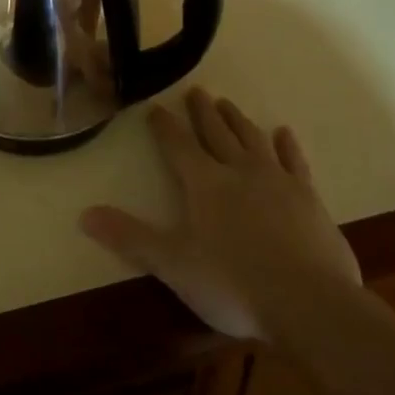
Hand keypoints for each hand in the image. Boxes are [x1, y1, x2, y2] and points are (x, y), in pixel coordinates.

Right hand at [81, 88, 361, 339]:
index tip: (154, 108)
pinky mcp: (309, 198)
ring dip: (237, 120)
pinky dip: (287, 146)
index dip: (163, 126)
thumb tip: (83, 214)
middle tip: (195, 91)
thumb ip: (130, 237)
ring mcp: (277, 181)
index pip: (177, 145)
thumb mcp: (173, 264)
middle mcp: (238, 171)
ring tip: (227, 103)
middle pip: (216, 133)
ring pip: (252, 139)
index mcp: (204, 183)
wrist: (310, 304)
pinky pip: (295, 162)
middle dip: (202, 112)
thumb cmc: (234, 284)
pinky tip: (283, 133)